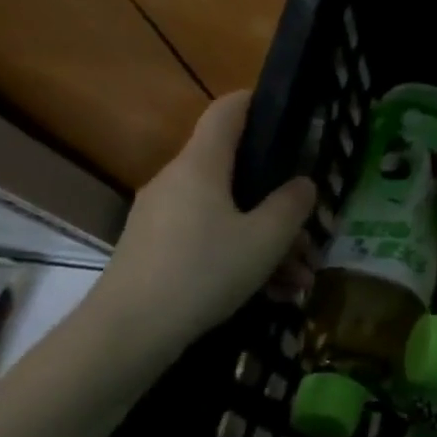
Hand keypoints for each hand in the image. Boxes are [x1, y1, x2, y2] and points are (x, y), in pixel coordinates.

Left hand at [87, 92, 316, 359]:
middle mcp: (177, 181)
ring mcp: (161, 217)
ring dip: (267, 241)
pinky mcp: (154, 250)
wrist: (126, 335)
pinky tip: (271, 294)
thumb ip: (291, 206)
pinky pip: (208, 240)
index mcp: (201, 165)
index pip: (227, 111)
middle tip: (310, 232)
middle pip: (236, 174)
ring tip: (299, 279)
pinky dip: (240, 258)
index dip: (256, 101)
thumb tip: (303, 184)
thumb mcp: (265, 239)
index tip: (286, 110)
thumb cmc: (203, 271)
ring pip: (227, 215)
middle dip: (278, 202)